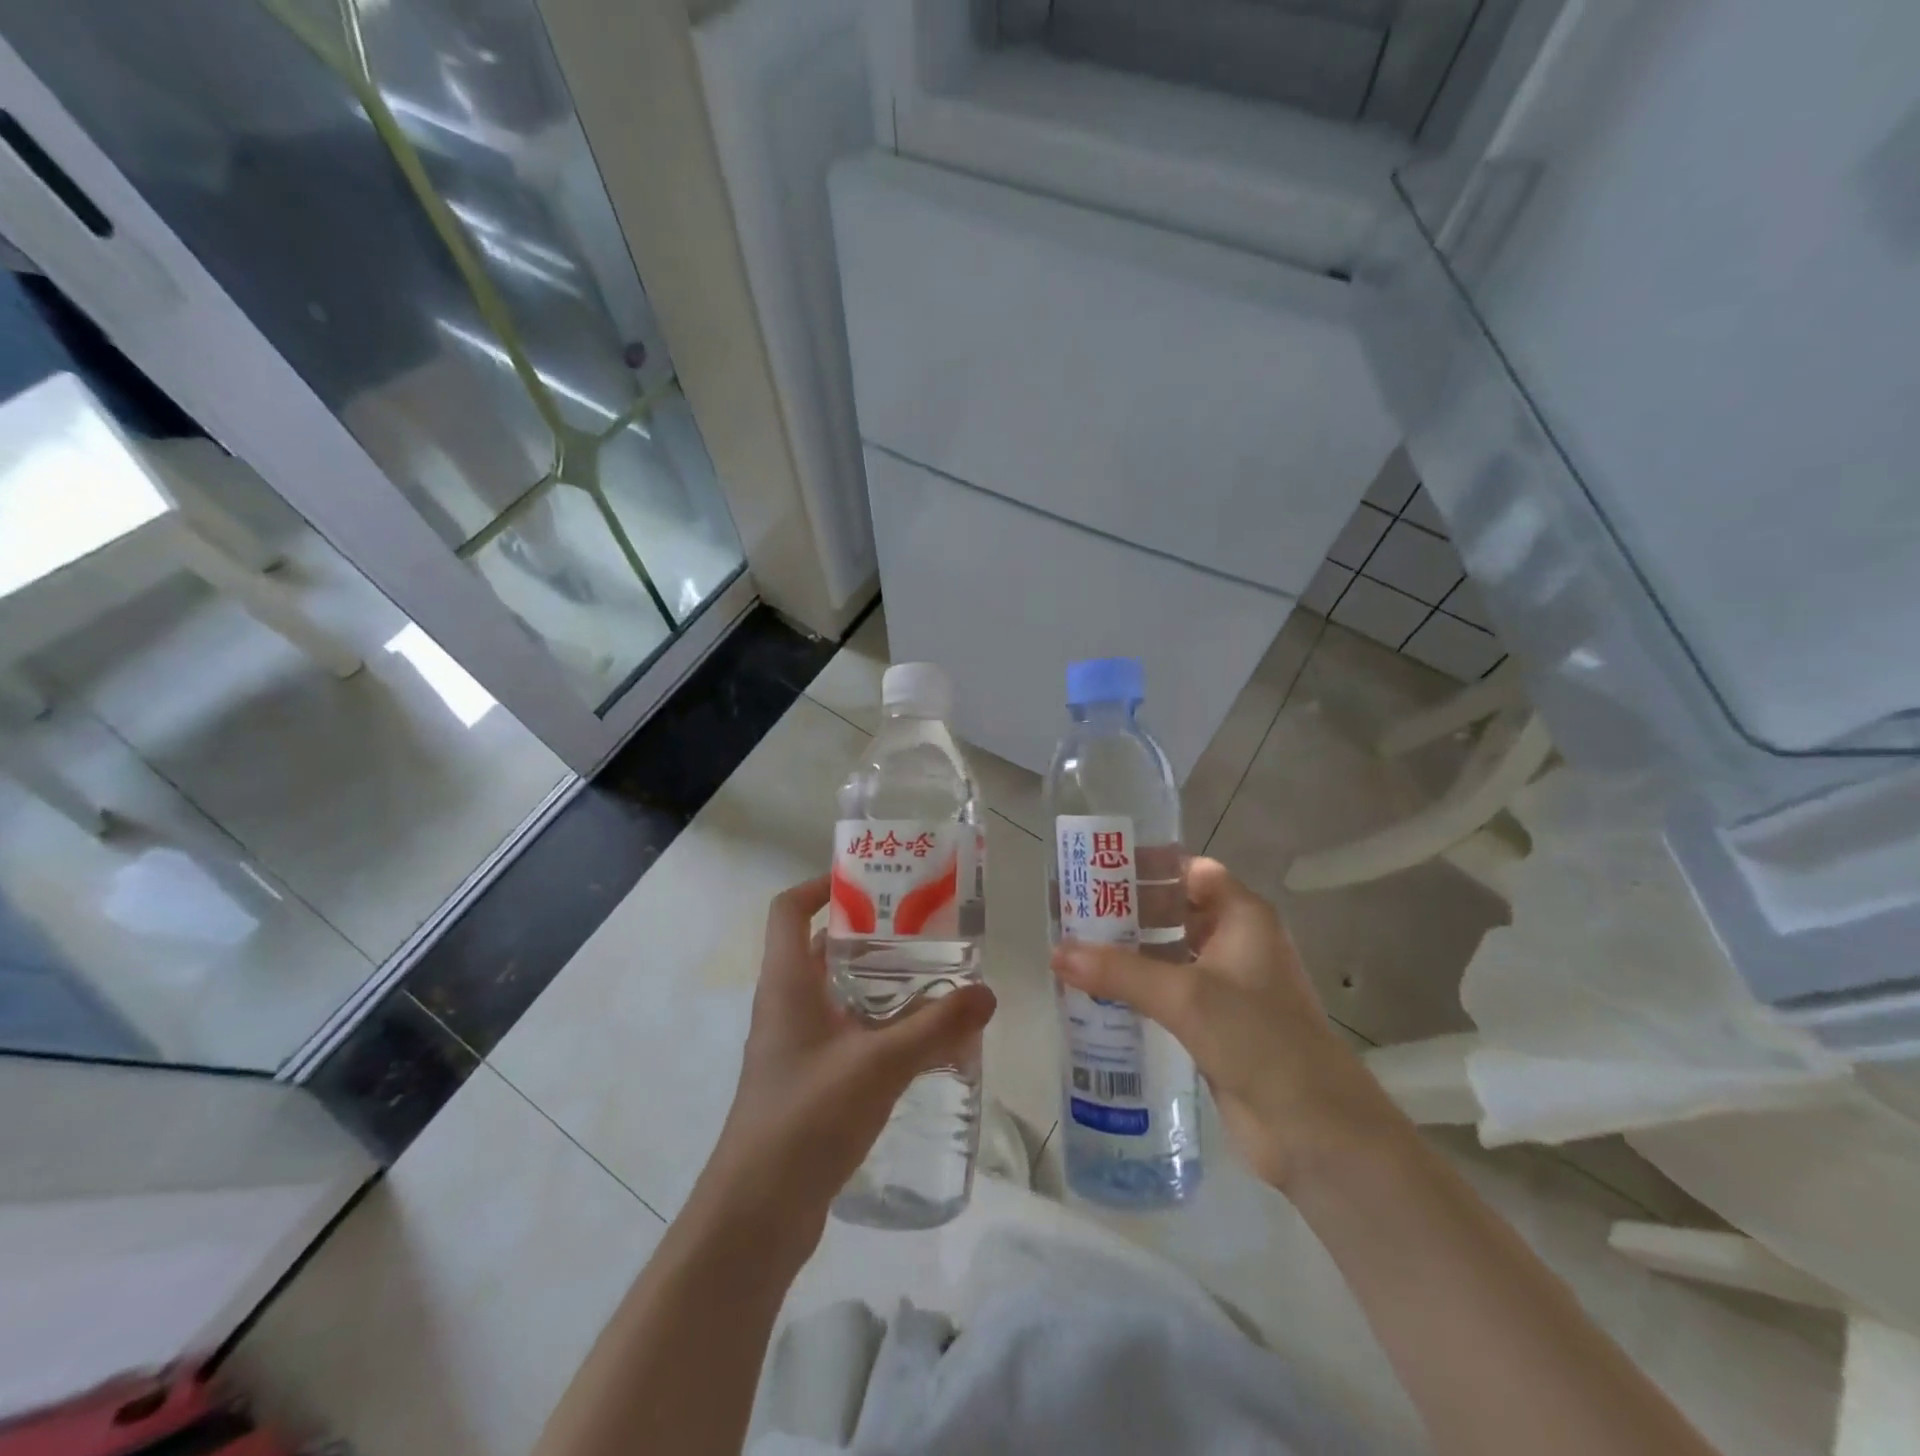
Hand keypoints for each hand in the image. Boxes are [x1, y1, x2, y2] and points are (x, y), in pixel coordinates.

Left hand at [695, 875, 996, 1253]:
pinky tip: (920, 1042)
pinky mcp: (808, 1082)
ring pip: (838, 993)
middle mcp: (785, 1005)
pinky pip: (846, 1034)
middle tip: (924, 929)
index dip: (820, 885)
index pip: (787, 910)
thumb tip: (987, 993)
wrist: (756, 1215)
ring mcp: (794, 1046)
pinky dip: (878, 1025)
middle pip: (823, 948)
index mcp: (787, 982)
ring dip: (879, 982)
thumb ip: (936, 1026)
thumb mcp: (879, 1064)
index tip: (869, 881)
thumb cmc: (807, 1118)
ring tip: (933, 978)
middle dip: (870, 934)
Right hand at [1051, 857, 1404, 1192]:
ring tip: (1074, 949)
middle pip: (1176, 910)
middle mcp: (1236, 942)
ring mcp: (1228, 986)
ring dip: (1129, 952)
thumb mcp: (1185, 995)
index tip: (1097, 869)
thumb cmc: (1259, 1039)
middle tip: (1073, 910)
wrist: (1314, 1130)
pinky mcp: (1216, 1024)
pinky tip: (1097, 994)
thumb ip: (1119, 971)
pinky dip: (1138, 989)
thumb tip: (1056, 952)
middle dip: (1128, 910)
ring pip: (1170, 954)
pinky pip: (1169, 993)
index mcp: (1243, 917)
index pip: (1192, 871)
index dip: (1149, 866)